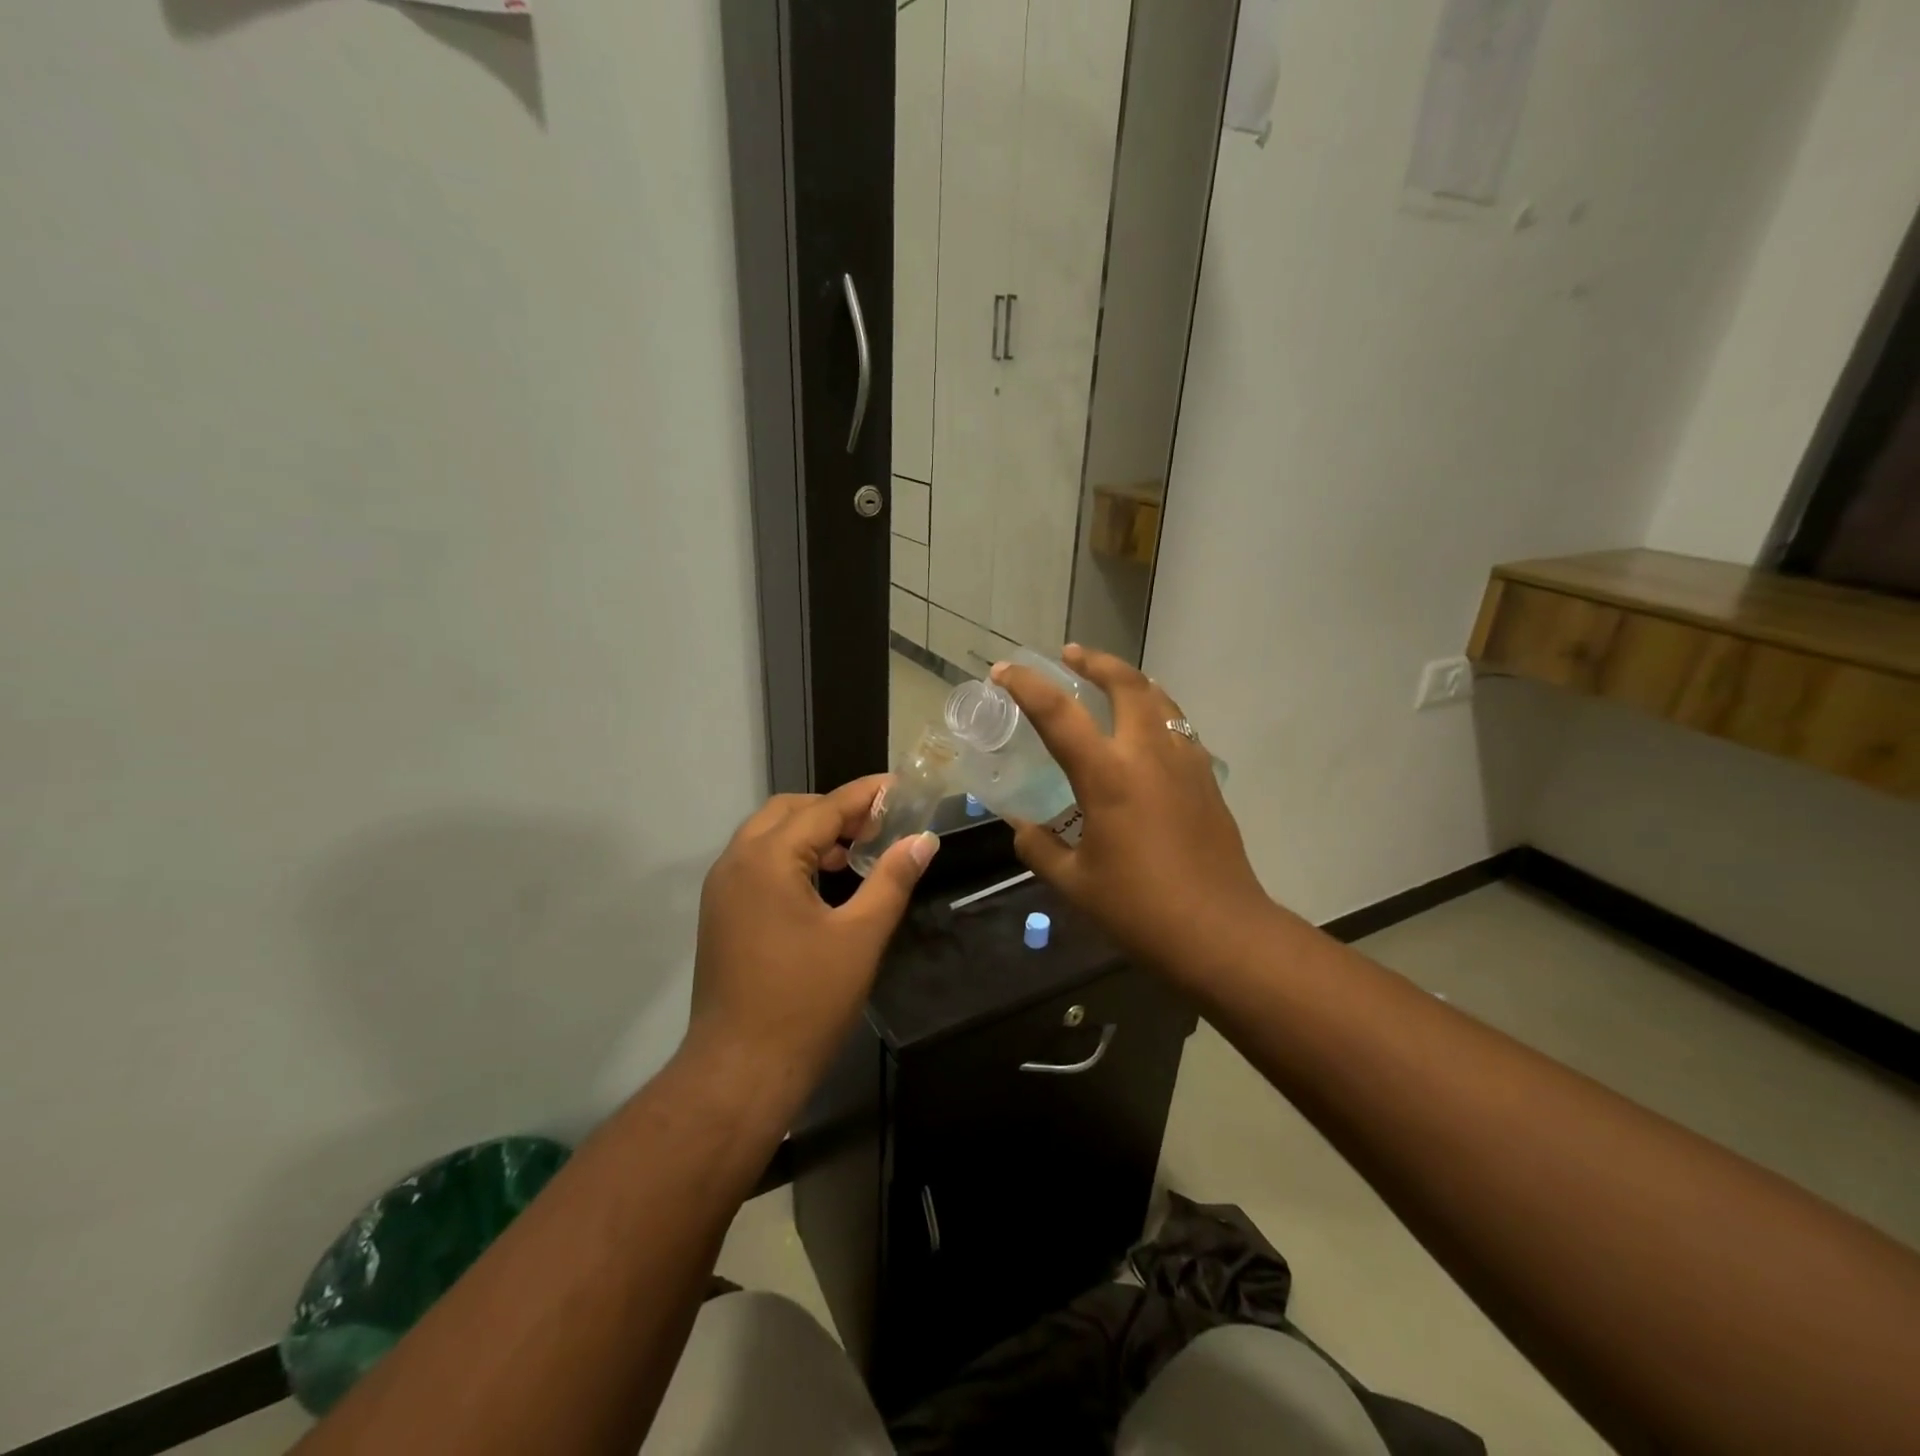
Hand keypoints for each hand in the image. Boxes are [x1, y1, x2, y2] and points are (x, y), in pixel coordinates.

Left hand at [687, 777, 937, 1091]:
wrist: (741, 1070)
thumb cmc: (807, 1001)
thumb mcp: (861, 937)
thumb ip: (892, 880)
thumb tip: (923, 839)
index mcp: (767, 859)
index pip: (823, 808)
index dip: (864, 795)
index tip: (899, 786)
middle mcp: (736, 862)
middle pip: (788, 811)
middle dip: (834, 810)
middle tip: (879, 824)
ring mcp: (722, 888)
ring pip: (769, 835)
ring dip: (811, 832)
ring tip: (857, 851)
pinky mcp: (721, 913)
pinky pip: (758, 862)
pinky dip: (791, 856)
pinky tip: (825, 881)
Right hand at [993, 646, 1275, 982]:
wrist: (1221, 933)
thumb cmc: (1139, 909)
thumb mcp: (1074, 883)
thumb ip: (1040, 848)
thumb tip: (1023, 830)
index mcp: (1108, 775)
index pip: (1058, 714)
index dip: (1026, 686)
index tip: (1004, 670)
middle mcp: (1149, 754)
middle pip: (1126, 684)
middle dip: (1095, 662)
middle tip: (1071, 654)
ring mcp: (1185, 763)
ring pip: (1161, 699)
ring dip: (1130, 681)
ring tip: (1109, 680)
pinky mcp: (1207, 780)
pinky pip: (1179, 727)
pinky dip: (1157, 711)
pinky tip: (1147, 731)